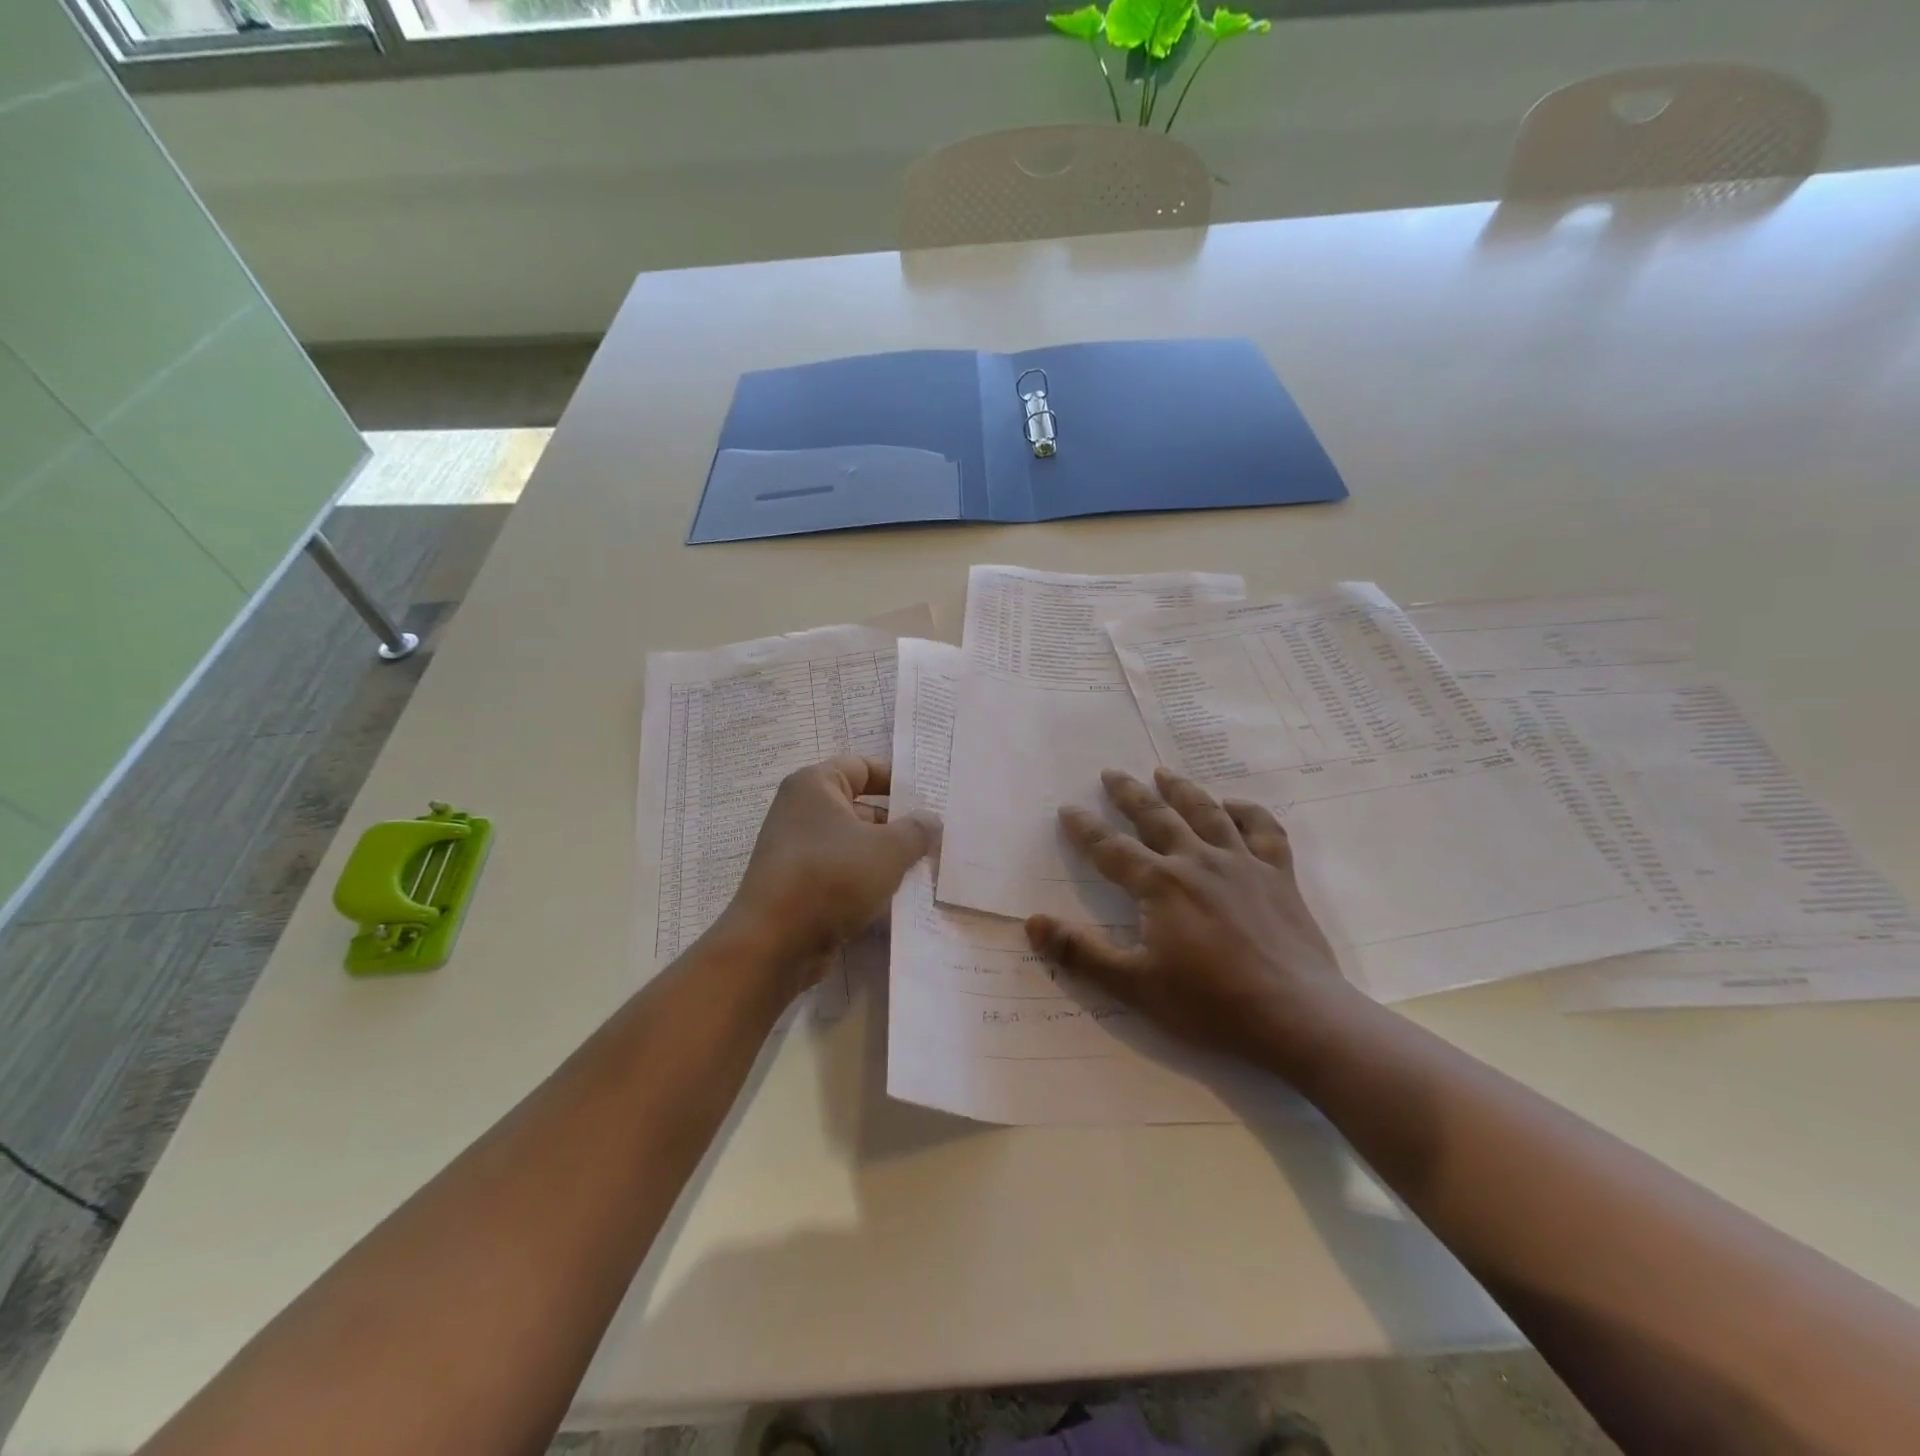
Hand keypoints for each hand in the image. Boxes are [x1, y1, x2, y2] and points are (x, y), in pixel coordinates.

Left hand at [721, 755, 938, 977]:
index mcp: (815, 786)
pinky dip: (867, 882)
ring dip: (886, 857)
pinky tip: (899, 898)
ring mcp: (798, 851)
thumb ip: (916, 831)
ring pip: (854, 845)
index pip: (864, 767)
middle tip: (938, 838)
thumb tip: (930, 821)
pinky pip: (842, 874)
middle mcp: (802, 811)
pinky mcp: (800, 886)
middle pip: (861, 807)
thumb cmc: (831, 878)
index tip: (931, 798)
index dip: (898, 780)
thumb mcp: (887, 850)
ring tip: (927, 868)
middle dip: (898, 824)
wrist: (773, 944)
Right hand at [1025, 767, 1355, 1066]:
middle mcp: (1198, 861)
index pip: (1112, 849)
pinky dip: (1248, 812)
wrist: (1296, 1015)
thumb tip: (1033, 923)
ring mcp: (1242, 864)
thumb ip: (1081, 952)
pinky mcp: (1279, 876)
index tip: (1068, 808)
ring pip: (1207, 813)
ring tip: (1164, 772)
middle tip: (1112, 773)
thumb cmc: (1209, 1002)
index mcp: (1161, 884)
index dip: (1086, 829)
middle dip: (1130, 794)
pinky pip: (1264, 831)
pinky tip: (1235, 805)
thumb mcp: (1134, 984)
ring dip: (1182, 790)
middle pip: (1157, 817)